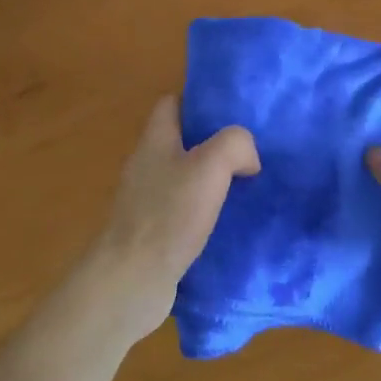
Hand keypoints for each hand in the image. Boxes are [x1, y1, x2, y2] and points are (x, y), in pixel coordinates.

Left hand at [87, 96, 259, 348]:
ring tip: (246, 186)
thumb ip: (235, 145)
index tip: (232, 110)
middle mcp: (145, 165)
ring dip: (210, 180)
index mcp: (155, 141)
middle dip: (212, 143)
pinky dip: (203, 212)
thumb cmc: (168, 215)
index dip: (199, 101)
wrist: (131, 280)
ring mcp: (145, 201)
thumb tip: (248, 157)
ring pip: (183, 177)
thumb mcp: (210, 167)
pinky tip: (227, 223)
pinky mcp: (151, 233)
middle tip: (249, 150)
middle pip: (180, 141)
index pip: (171, 104)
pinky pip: (182, 211)